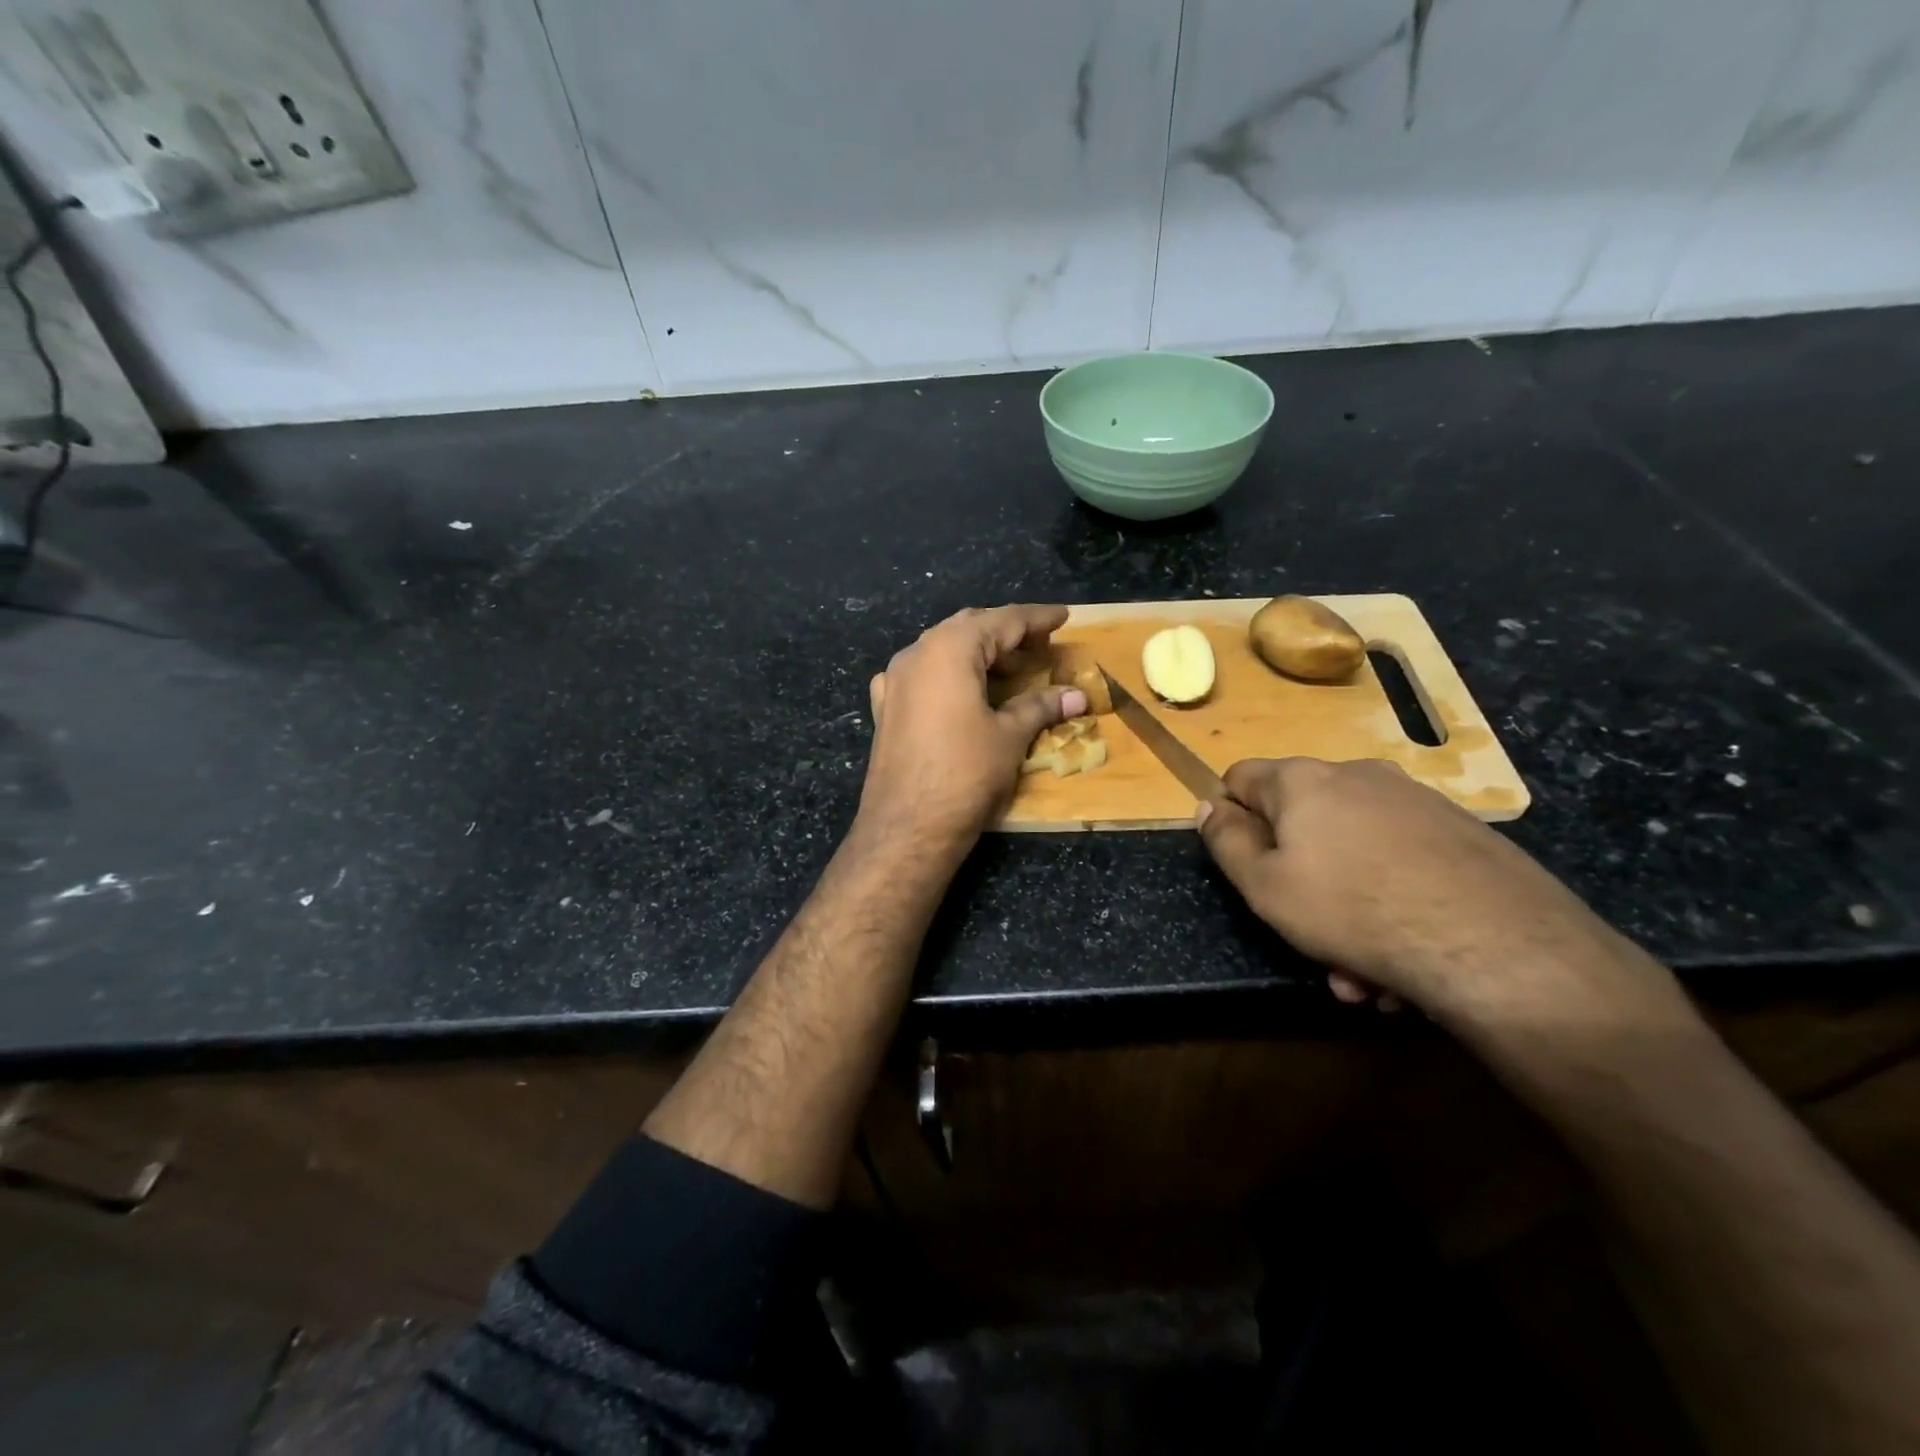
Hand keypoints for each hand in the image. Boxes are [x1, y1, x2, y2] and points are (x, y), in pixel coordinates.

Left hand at [860, 605, 1086, 851]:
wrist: (906, 827)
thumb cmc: (965, 774)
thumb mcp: (1009, 736)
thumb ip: (1041, 707)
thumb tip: (1077, 696)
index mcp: (949, 649)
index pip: (1001, 621)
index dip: (1036, 619)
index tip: (1063, 617)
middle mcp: (916, 654)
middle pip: (968, 629)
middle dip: (1006, 634)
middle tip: (1039, 646)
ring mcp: (894, 681)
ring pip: (941, 650)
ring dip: (977, 654)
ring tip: (1009, 672)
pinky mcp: (885, 708)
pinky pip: (921, 676)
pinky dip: (948, 675)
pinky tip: (959, 693)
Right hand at [1197, 757, 1677, 1032]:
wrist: (1496, 944)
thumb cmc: (1353, 910)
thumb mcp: (1265, 887)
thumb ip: (1226, 842)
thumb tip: (1207, 806)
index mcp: (1304, 780)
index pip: (1242, 777)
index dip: (1231, 818)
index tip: (1243, 865)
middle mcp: (1359, 776)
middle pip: (1303, 820)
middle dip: (1297, 877)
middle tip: (1305, 934)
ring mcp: (1417, 802)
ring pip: (1354, 851)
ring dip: (1343, 904)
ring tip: (1360, 972)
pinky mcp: (1463, 833)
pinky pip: (1401, 865)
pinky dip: (1390, 903)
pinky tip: (1404, 961)